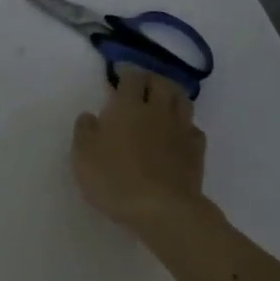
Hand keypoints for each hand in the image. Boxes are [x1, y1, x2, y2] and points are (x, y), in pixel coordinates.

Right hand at [72, 66, 209, 235]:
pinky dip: (185, 124)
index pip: (132, 78)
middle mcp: (157, 111)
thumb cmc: (115, 179)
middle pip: (161, 83)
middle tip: (141, 83)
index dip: (126, 71)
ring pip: (182, 100)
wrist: (162, 209)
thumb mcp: (83, 155)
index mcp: (128, 107)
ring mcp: (180, 130)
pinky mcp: (196, 151)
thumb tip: (90, 115)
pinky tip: (178, 132)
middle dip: (151, 78)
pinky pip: (193, 128)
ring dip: (172, 94)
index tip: (120, 72)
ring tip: (163, 99)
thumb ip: (84, 130)